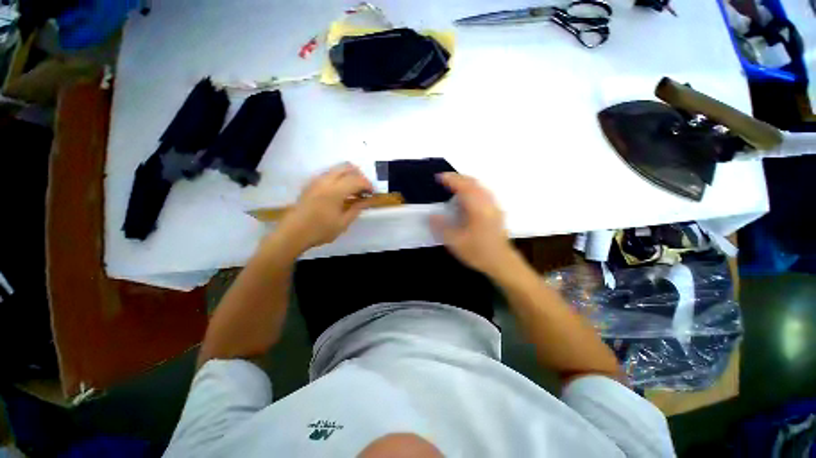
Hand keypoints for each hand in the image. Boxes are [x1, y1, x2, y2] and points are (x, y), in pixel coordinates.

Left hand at [278, 163, 373, 250]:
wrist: (293, 233)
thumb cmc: (320, 230)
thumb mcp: (343, 222)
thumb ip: (357, 208)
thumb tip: (369, 200)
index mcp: (335, 191)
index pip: (357, 180)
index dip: (368, 185)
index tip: (373, 193)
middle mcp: (325, 180)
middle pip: (347, 167)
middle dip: (360, 176)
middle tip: (364, 189)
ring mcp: (316, 180)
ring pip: (337, 168)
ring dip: (349, 175)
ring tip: (354, 191)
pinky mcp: (311, 183)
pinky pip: (329, 174)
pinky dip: (340, 178)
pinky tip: (341, 192)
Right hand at [430, 173, 519, 277]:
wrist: (502, 263)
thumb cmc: (478, 252)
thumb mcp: (455, 242)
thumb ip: (442, 227)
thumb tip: (432, 215)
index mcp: (477, 208)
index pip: (463, 187)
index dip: (451, 180)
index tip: (439, 177)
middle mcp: (487, 203)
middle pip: (474, 183)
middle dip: (459, 178)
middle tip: (445, 179)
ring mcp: (494, 206)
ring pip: (480, 187)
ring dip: (467, 182)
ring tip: (454, 186)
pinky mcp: (497, 212)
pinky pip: (484, 193)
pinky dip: (473, 189)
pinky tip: (468, 198)